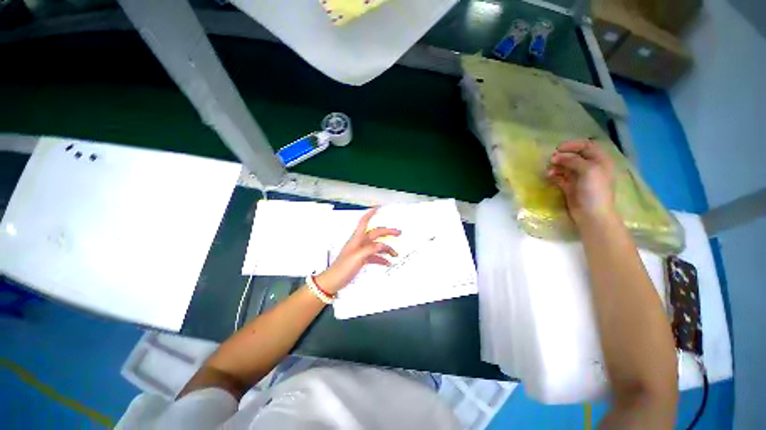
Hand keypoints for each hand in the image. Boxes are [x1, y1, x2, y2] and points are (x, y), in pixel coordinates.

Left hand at [314, 207, 399, 294]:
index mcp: (357, 239)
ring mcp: (361, 251)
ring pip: (376, 246)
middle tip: (398, 232)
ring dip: (386, 249)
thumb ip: (370, 249)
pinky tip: (387, 262)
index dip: (370, 214)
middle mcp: (360, 243)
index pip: (364, 222)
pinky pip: (374, 256)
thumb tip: (383, 245)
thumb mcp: (357, 257)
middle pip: (375, 234)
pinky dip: (381, 259)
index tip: (377, 208)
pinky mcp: (362, 260)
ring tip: (395, 254)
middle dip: (387, 232)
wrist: (333, 282)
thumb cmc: (342, 268)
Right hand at [547, 140, 616, 226]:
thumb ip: (573, 160)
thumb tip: (556, 156)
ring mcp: (579, 178)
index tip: (558, 149)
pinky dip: (554, 175)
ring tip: (549, 170)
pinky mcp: (570, 187)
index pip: (586, 146)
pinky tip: (549, 176)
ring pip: (565, 166)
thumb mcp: (588, 170)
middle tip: (551, 160)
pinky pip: (560, 177)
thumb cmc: (594, 190)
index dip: (573, 145)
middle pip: (574, 156)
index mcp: (599, 161)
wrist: (592, 214)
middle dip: (562, 156)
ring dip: (556, 166)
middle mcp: (590, 167)